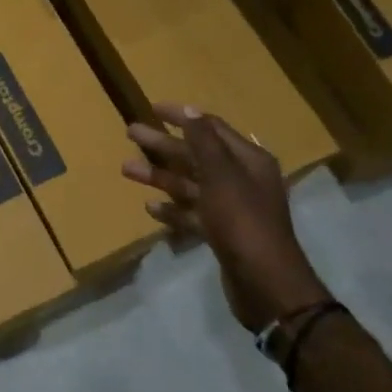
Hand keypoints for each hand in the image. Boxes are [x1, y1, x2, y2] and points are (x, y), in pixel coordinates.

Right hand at [122, 101, 329, 331]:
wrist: (264, 283)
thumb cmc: (242, 221)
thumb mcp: (221, 175)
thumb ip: (204, 142)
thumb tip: (189, 109)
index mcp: (248, 160)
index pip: (211, 128)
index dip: (182, 117)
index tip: (152, 108)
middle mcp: (241, 180)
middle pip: (196, 155)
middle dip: (163, 145)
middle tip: (130, 133)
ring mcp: (231, 209)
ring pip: (190, 185)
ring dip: (160, 177)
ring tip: (126, 169)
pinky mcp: (221, 234)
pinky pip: (192, 214)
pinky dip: (172, 209)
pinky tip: (150, 207)